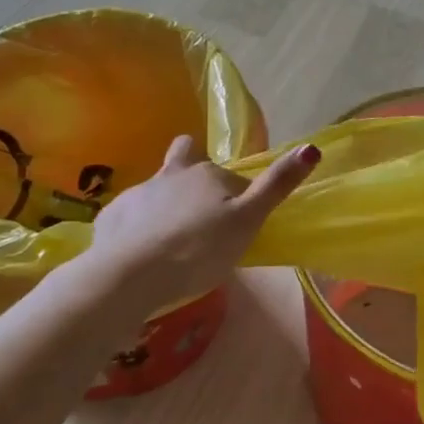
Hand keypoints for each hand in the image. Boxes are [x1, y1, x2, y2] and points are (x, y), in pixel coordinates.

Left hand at [91, 135, 318, 304]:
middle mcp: (173, 173)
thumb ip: (276, 185)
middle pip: (186, 161)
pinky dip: (138, 226)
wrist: (127, 276)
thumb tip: (311, 147)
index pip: (234, 179)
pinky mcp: (112, 216)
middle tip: (200, 206)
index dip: (240, 196)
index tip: (240, 223)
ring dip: (166, 202)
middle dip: (193, 172)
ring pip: (158, 188)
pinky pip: (131, 214)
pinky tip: (140, 250)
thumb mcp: (247, 221)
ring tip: (170, 235)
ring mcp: (139, 193)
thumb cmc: (197, 250)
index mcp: (209, 174)